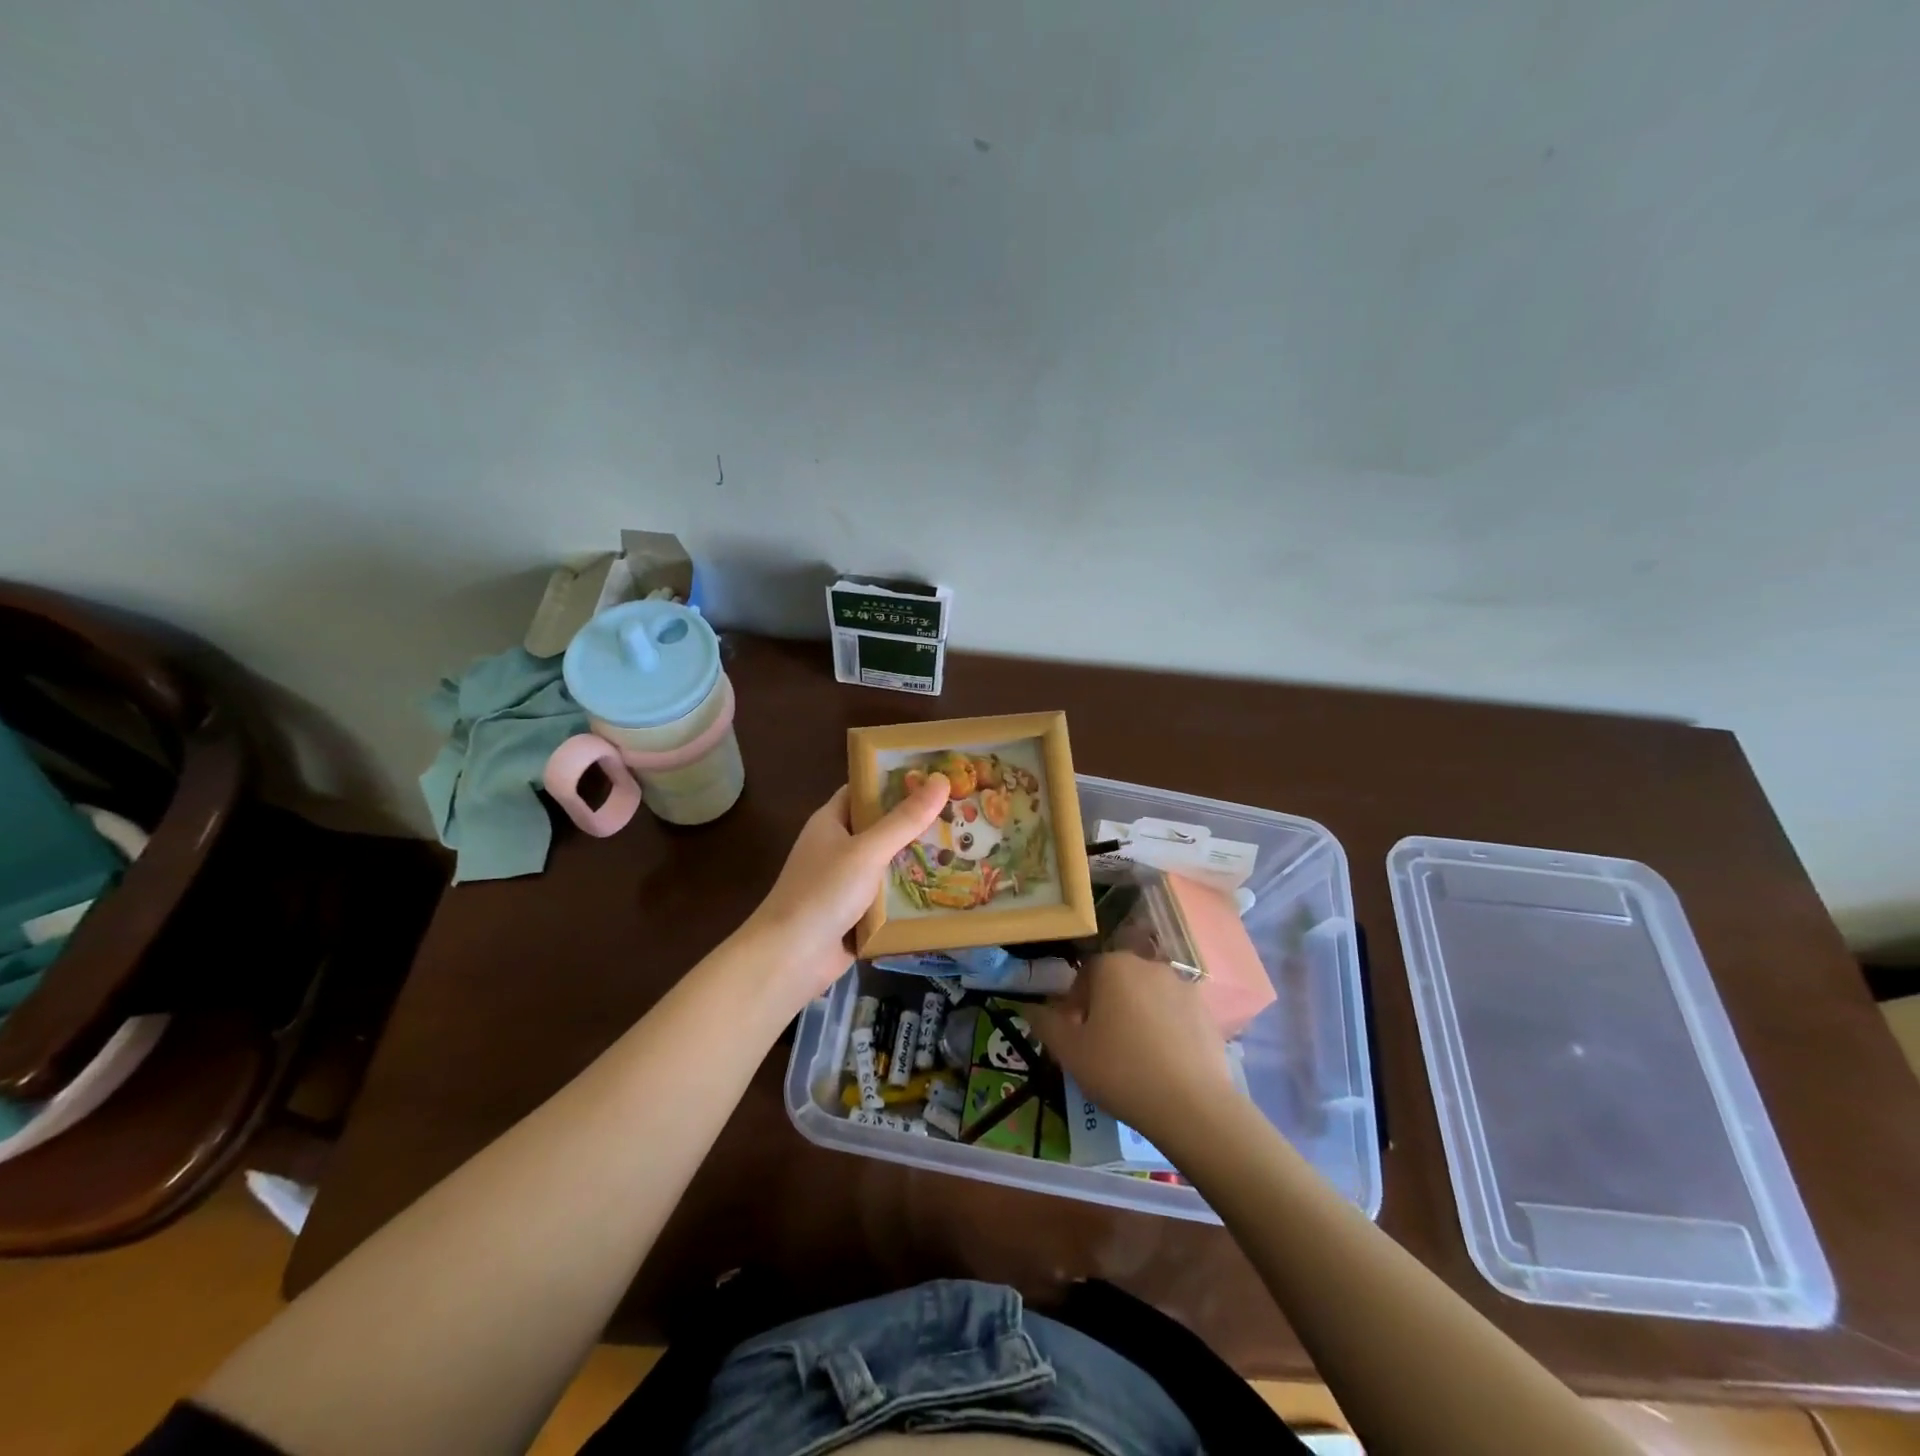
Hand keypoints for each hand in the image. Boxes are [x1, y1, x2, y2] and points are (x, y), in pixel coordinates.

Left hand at [746, 775, 950, 1001]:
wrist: (791, 958)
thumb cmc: (824, 892)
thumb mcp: (867, 850)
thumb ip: (904, 820)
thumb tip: (941, 780)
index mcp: (831, 821)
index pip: (865, 790)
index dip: (897, 781)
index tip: (936, 775)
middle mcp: (838, 847)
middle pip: (882, 827)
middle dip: (917, 823)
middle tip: (962, 813)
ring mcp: (846, 883)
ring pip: (888, 864)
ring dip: (918, 860)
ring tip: (964, 847)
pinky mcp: (856, 914)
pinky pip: (888, 897)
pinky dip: (911, 894)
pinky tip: (947, 889)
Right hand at [1028, 951, 1237, 1145]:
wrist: (1192, 1106)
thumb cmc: (1120, 1071)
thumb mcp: (1070, 1052)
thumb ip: (1046, 1024)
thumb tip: (1030, 1008)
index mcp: (1113, 966)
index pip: (1085, 974)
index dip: (1076, 1003)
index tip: (1075, 1033)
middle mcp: (1149, 965)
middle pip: (1119, 981)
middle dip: (1107, 1006)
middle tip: (1101, 1045)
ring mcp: (1183, 987)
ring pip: (1148, 997)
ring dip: (1138, 1016)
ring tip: (1135, 1057)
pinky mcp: (1207, 1013)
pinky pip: (1175, 1015)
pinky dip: (1166, 1030)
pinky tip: (1163, 1064)